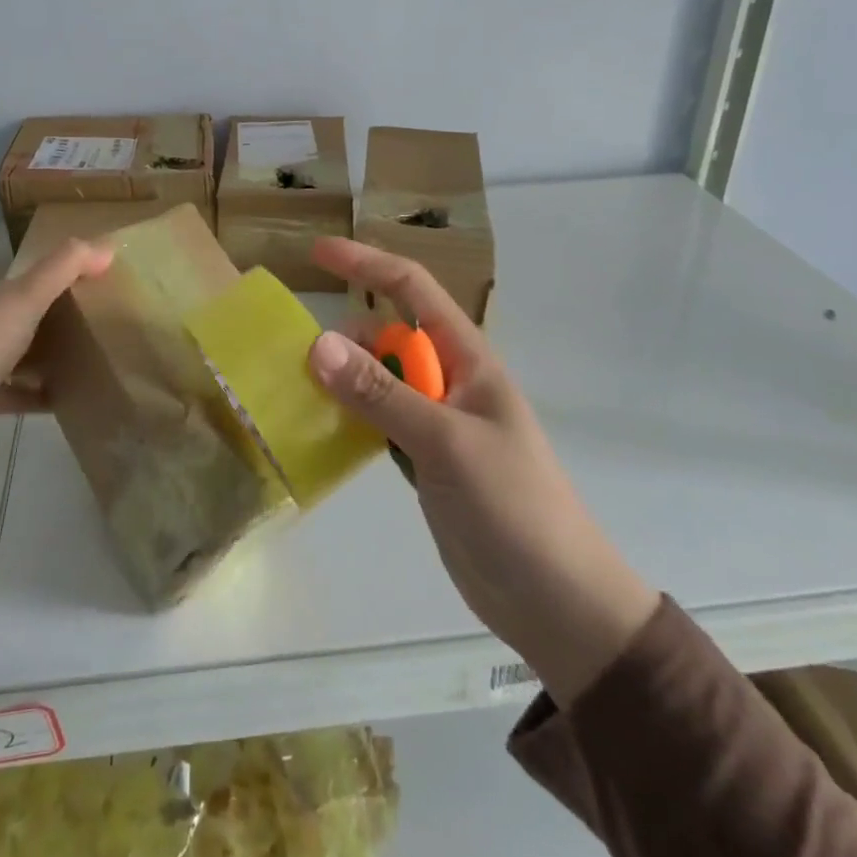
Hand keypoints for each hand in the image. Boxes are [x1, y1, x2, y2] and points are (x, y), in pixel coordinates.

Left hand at [0, 238, 112, 458]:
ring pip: (33, 354)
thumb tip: (109, 245)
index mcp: (4, 297)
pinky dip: (46, 395)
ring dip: (60, 356)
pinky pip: (24, 394)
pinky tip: (74, 400)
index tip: (115, 277)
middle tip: (117, 321)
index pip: (44, 278)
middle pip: (40, 315)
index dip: (75, 273)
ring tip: (102, 360)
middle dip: (72, 316)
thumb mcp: (26, 297)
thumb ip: (65, 268)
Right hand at [306, 237, 658, 704]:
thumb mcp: (445, 442)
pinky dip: (349, 417)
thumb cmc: (513, 507)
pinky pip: (378, 420)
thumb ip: (381, 393)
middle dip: (345, 338)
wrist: (556, 602)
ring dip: (343, 380)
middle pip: (387, 336)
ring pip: (378, 380)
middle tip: (300, 362)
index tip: (317, 254)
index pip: (412, 289)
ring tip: (300, 395)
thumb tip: (318, 344)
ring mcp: (436, 421)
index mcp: (468, 359)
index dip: (366, 264)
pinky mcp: (425, 460)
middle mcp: (450, 380)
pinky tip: (321, 429)